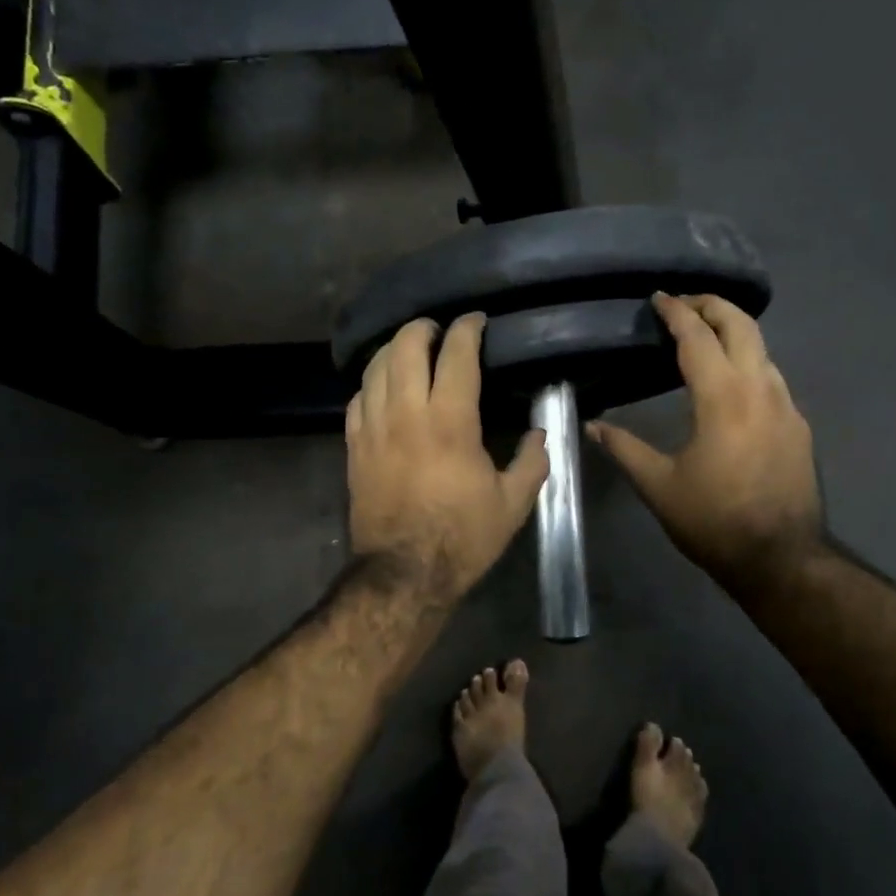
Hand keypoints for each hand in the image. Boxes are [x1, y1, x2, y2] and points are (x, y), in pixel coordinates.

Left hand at [347, 314, 549, 601]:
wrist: (404, 574)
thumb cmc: (462, 538)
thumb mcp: (513, 504)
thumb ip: (532, 461)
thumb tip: (541, 433)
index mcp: (450, 422)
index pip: (456, 355)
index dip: (467, 329)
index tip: (476, 321)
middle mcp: (407, 413)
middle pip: (406, 347)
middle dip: (423, 327)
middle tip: (439, 329)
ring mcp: (374, 428)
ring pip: (376, 367)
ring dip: (395, 349)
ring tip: (411, 349)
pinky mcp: (353, 447)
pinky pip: (357, 399)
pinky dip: (372, 383)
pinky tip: (383, 387)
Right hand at [589, 293, 823, 595]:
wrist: (781, 558)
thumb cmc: (714, 521)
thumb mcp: (659, 487)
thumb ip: (625, 449)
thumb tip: (592, 427)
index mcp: (723, 398)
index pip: (698, 337)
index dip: (676, 312)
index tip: (658, 297)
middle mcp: (760, 389)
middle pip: (741, 325)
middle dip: (712, 305)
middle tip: (684, 303)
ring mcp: (786, 406)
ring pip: (762, 348)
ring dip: (733, 331)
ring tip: (705, 335)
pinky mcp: (798, 425)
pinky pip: (772, 377)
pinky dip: (749, 361)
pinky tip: (731, 382)